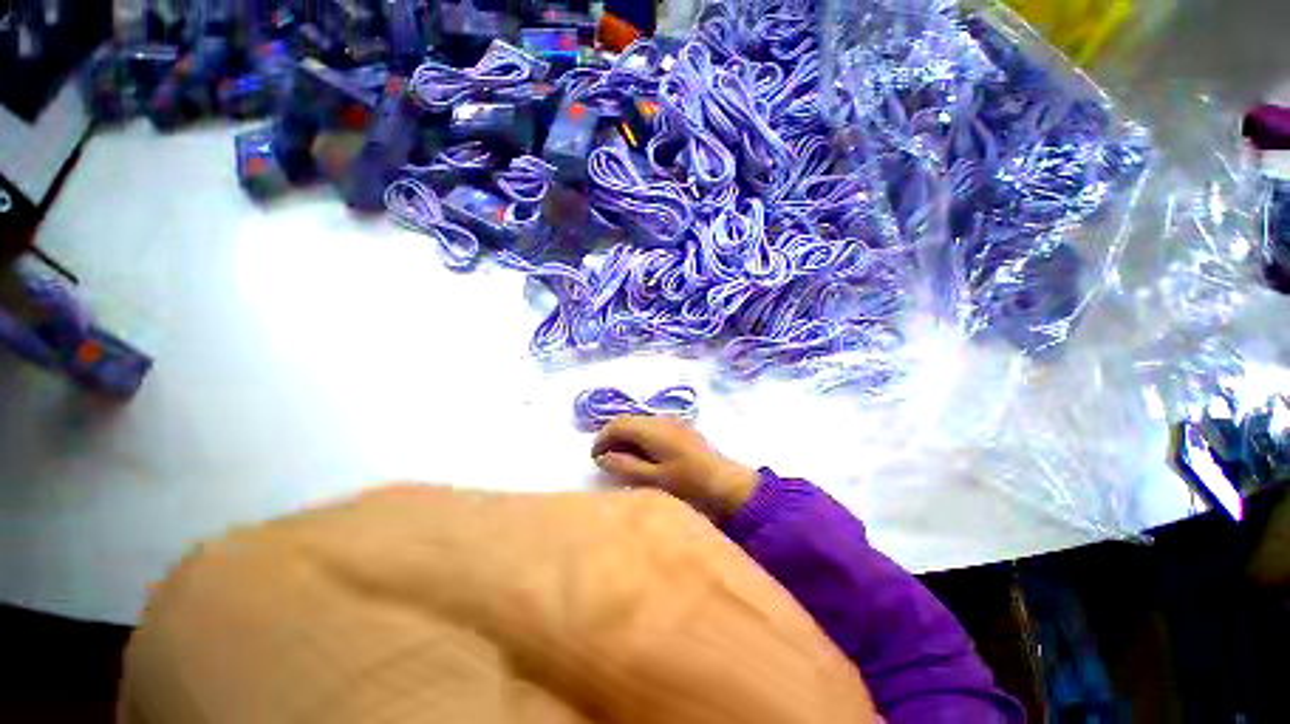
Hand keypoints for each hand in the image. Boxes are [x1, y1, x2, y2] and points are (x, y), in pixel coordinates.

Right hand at [591, 416, 759, 519]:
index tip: (594, 458)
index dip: (602, 439)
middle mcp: (661, 419)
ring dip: (627, 437)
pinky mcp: (681, 428)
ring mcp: (673, 421)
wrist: (726, 483)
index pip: (617, 424)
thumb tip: (603, 456)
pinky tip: (644, 455)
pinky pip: (652, 427)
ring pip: (640, 422)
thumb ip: (624, 466)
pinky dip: (641, 437)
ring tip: (623, 460)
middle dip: (613, 437)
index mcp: (652, 429)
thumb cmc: (688, 484)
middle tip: (606, 460)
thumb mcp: (652, 480)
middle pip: (628, 420)